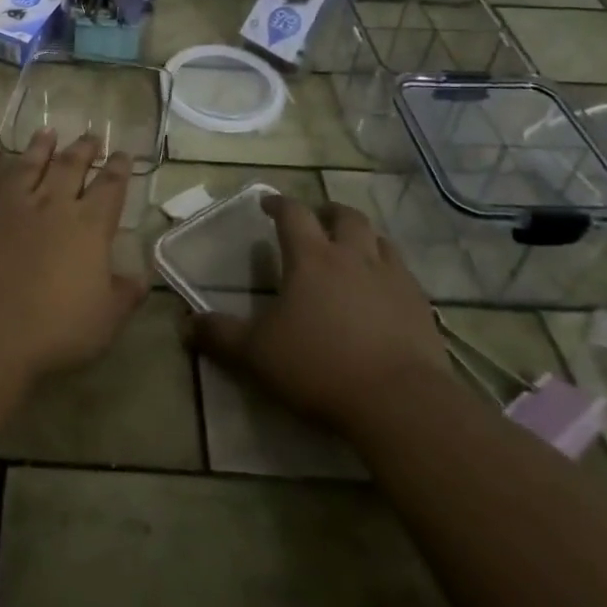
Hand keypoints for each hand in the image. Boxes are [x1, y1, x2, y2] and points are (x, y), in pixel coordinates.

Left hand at [0, 130, 146, 383]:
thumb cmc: (54, 329)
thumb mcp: (105, 320)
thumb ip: (125, 295)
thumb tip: (141, 277)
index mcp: (88, 226)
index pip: (110, 187)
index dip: (118, 168)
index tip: (123, 153)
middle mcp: (51, 206)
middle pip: (70, 167)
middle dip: (83, 149)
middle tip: (91, 134)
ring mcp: (10, 209)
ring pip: (27, 166)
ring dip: (39, 148)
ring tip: (47, 131)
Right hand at [189, 193, 446, 430]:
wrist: (400, 403)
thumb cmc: (320, 367)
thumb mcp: (257, 354)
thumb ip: (221, 335)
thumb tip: (185, 323)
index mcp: (311, 257)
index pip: (293, 213)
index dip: (279, 203)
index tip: (268, 204)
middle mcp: (353, 256)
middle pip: (344, 216)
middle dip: (327, 212)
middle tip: (316, 221)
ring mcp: (392, 278)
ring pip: (380, 240)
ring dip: (363, 237)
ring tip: (352, 250)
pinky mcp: (421, 305)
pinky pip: (404, 273)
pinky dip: (389, 270)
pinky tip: (383, 291)